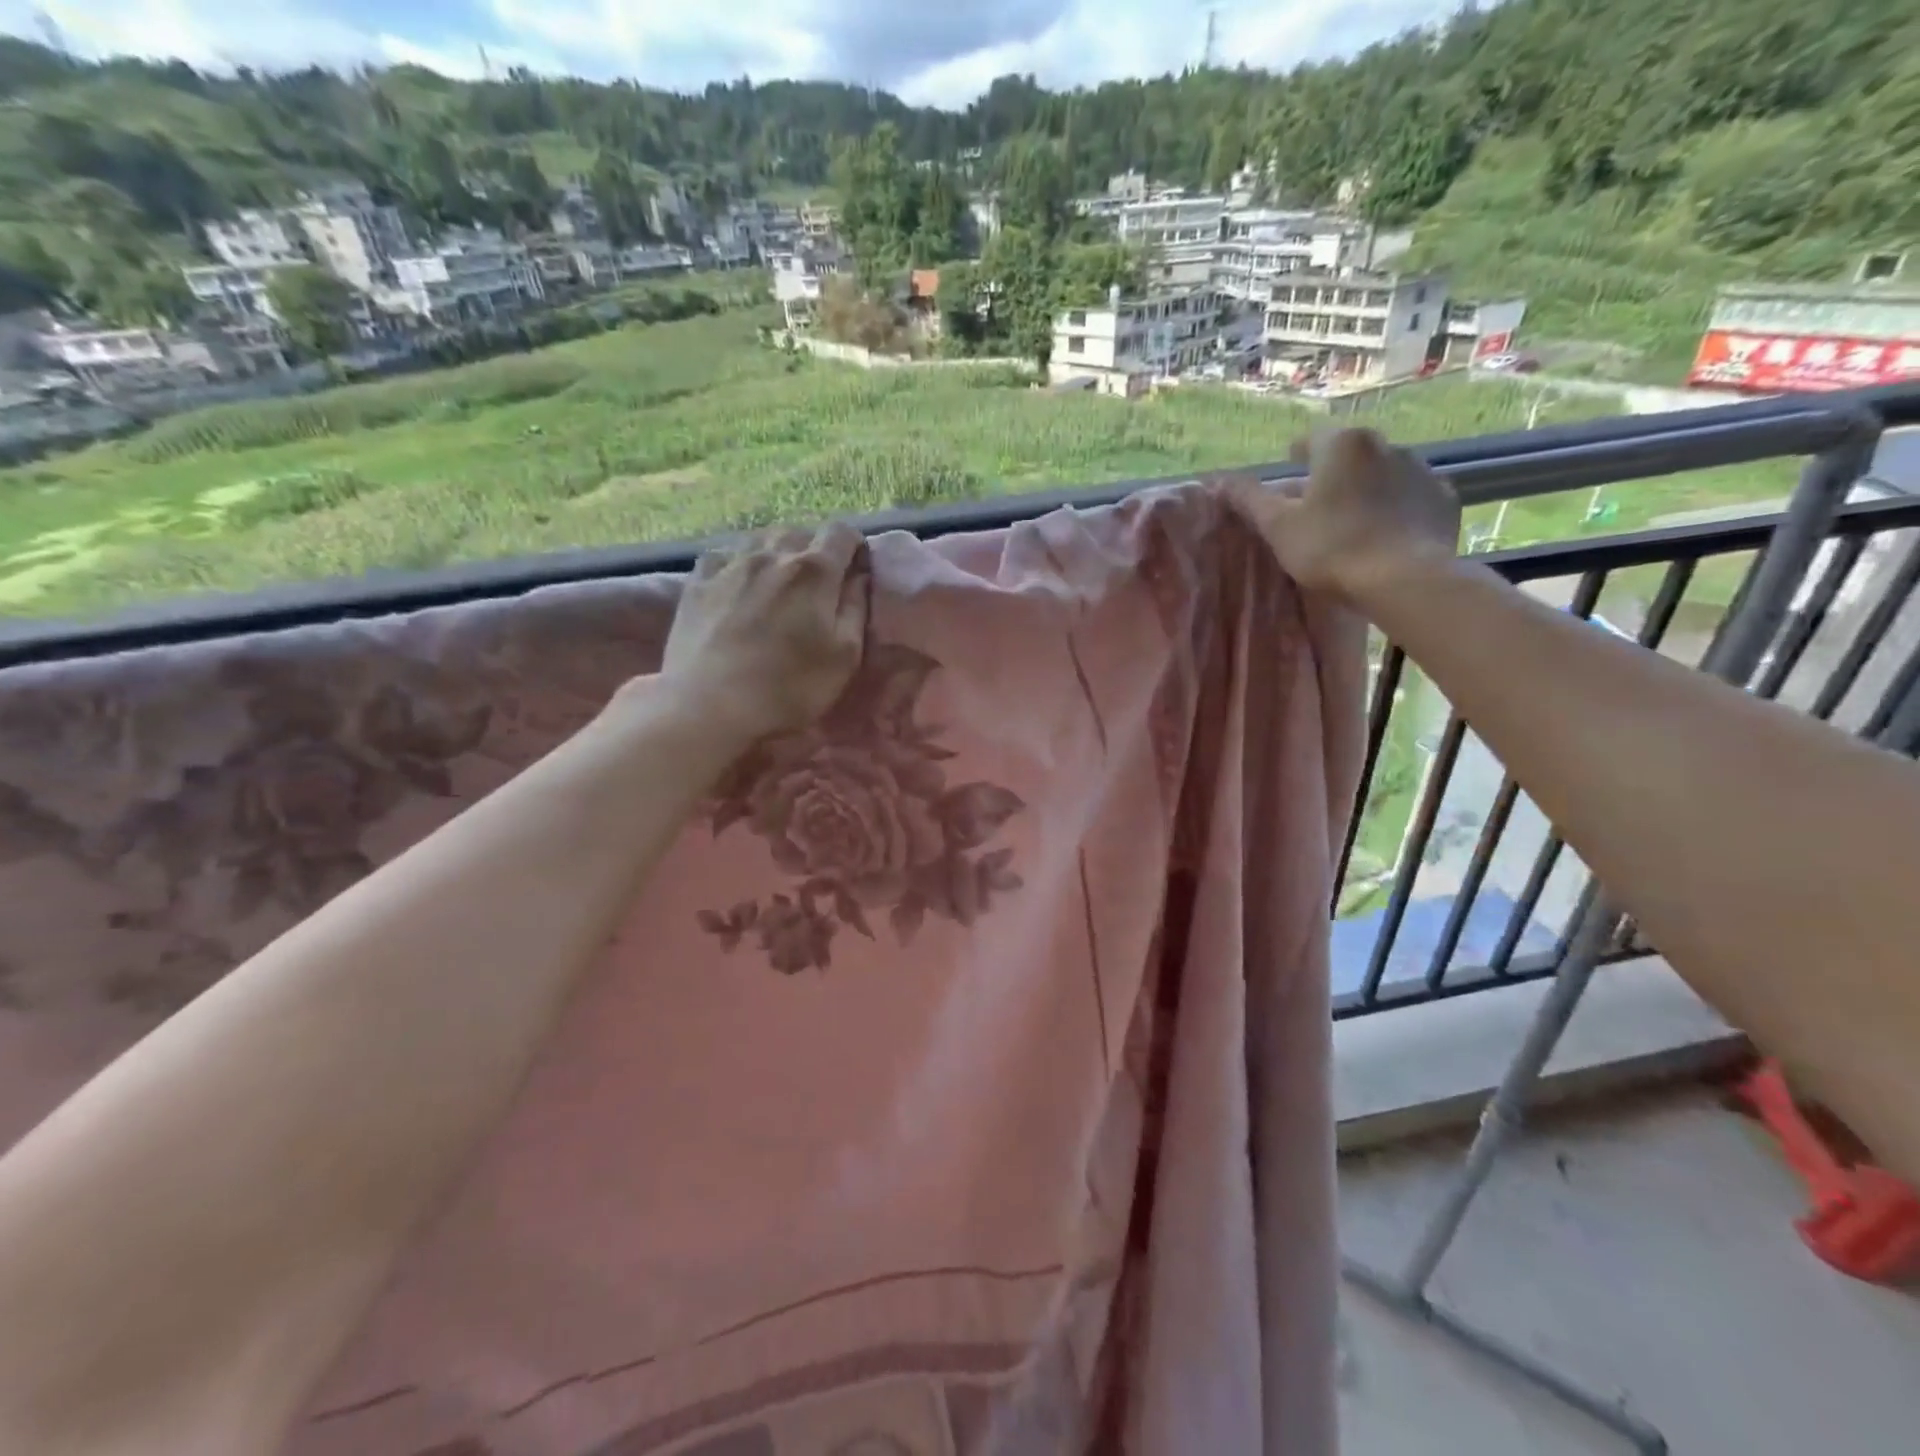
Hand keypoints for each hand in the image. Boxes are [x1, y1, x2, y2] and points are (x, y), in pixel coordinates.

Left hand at [660, 522, 868, 743]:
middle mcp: (772, 553)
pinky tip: (738, 583)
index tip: (855, 569)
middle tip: (819, 584)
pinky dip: (739, 561)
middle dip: (816, 549)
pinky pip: (725, 554)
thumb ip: (856, 609)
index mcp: (814, 570)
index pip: (841, 532)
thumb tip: (860, 577)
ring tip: (779, 581)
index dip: (854, 545)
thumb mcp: (844, 657)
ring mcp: (730, 564)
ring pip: (761, 538)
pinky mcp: (698, 580)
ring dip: (778, 553)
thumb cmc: (788, 687)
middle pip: (800, 532)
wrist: (708, 704)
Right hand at [1223, 428, 1460, 600]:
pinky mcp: (1445, 499)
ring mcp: (1422, 470)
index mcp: (1342, 444)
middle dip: (1332, 475)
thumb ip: (1249, 499)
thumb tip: (1220, 478)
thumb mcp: (1278, 527)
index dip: (1295, 456)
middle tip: (1316, 507)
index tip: (1288, 474)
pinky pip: (1412, 497)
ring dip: (1366, 490)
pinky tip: (1386, 535)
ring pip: (1383, 474)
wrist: (1404, 580)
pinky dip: (1397, 509)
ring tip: (1353, 524)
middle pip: (1349, 455)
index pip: (1311, 439)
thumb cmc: (1331, 548)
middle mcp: (1387, 445)